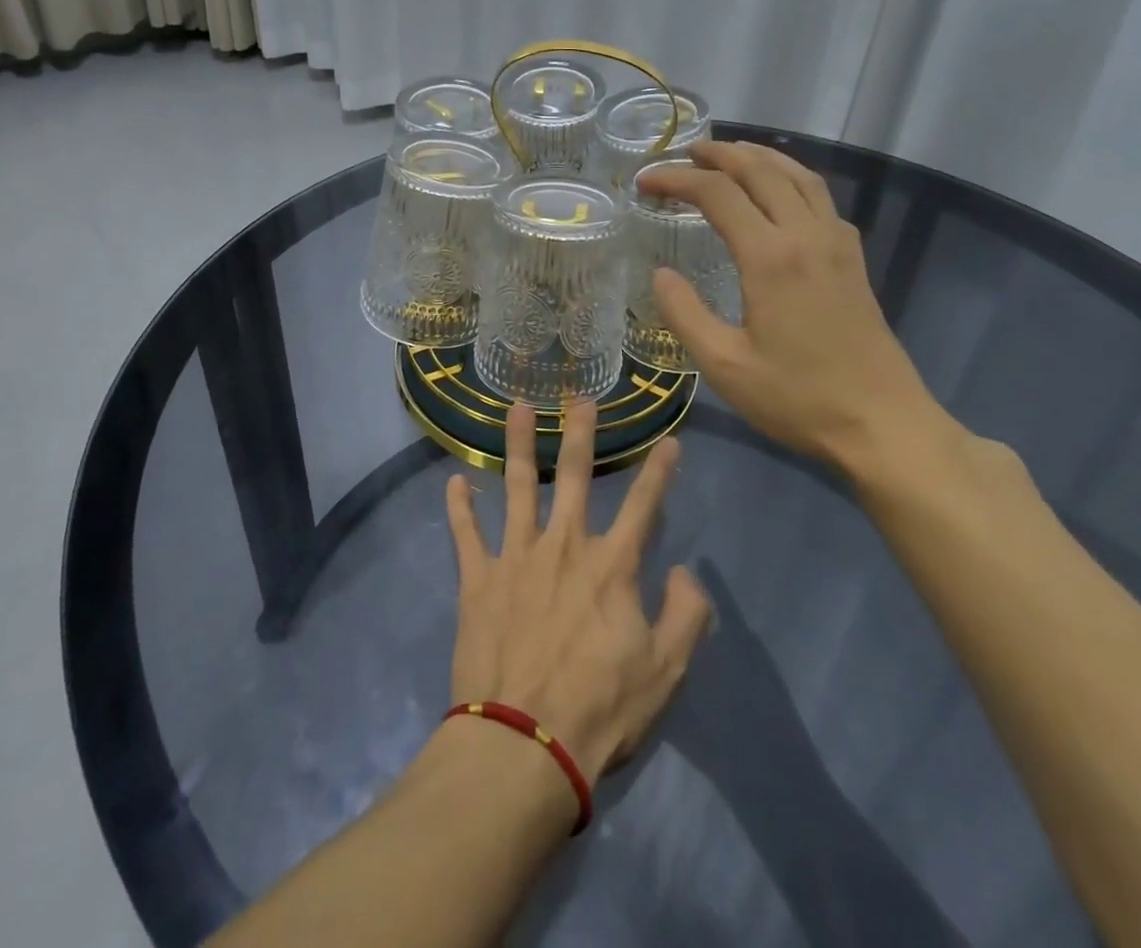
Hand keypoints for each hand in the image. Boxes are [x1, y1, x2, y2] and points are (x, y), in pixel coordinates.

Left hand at [443, 402, 710, 780]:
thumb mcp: (665, 672)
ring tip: (517, 407)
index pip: (645, 507)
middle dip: (580, 432)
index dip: (661, 472)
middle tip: (580, 396)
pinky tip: (454, 481)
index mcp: (611, 566)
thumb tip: (685, 571)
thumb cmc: (600, 710)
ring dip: (519, 444)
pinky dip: (459, 507)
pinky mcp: (478, 579)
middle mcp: (564, 546)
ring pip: (518, 487)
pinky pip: (466, 534)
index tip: (670, 440)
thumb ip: (686, 616)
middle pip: (576, 476)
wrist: (523, 744)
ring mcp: (516, 557)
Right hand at [638, 140, 959, 482]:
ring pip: (798, 176)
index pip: (718, 194)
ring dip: (760, 157)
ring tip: (729, 156)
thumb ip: (685, 314)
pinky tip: (779, 195)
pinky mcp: (853, 259)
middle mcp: (807, 236)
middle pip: (762, 170)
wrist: (882, 425)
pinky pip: (820, 197)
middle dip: (719, 154)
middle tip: (685, 153)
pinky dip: (791, 179)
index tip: (646, 181)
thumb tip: (661, 275)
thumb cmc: (798, 399)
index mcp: (771, 257)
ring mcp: (837, 244)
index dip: (677, 179)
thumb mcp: (724, 366)